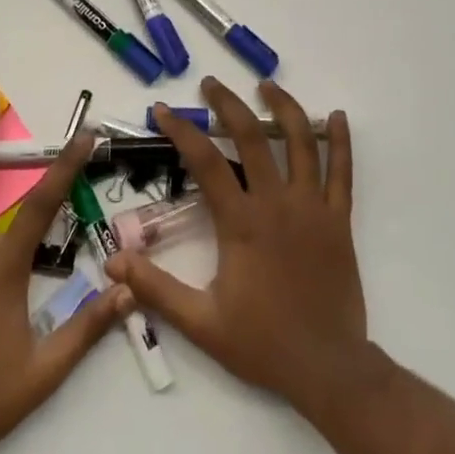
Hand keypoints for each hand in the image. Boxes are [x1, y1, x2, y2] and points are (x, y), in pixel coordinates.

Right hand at [105, 78, 364, 419]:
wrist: (328, 369)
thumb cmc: (262, 343)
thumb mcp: (201, 322)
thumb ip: (156, 289)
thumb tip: (112, 262)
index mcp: (241, 222)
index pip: (205, 161)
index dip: (181, 130)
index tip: (162, 109)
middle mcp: (277, 202)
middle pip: (251, 136)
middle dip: (228, 103)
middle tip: (211, 84)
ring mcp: (312, 207)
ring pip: (300, 142)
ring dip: (283, 107)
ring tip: (266, 84)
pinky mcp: (338, 219)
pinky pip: (342, 172)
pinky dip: (340, 141)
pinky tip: (337, 116)